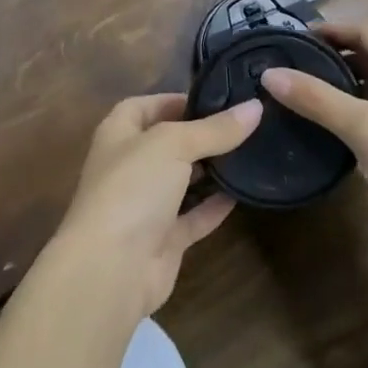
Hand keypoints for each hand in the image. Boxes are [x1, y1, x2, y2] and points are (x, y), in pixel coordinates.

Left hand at [53, 93, 261, 318]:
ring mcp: (145, 205)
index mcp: (119, 133)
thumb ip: (215, 129)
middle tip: (244, 124)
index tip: (217, 98)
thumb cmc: (132, 188)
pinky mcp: (162, 240)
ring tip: (250, 152)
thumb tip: (256, 107)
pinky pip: (193, 217)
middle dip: (201, 134)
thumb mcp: (173, 144)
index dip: (177, 100)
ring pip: (182, 180)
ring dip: (210, 170)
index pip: (146, 106)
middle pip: (168, 142)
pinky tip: (243, 193)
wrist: (111, 269)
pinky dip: (214, 206)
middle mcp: (129, 166)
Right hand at [260, 20, 367, 240]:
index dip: (331, 29)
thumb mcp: (361, 127)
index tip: (295, 39)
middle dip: (335, 51)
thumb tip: (270, 73)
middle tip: (296, 62)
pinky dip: (356, 100)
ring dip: (345, 76)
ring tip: (306, 87)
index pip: (366, 29)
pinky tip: (333, 118)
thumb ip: (316, 98)